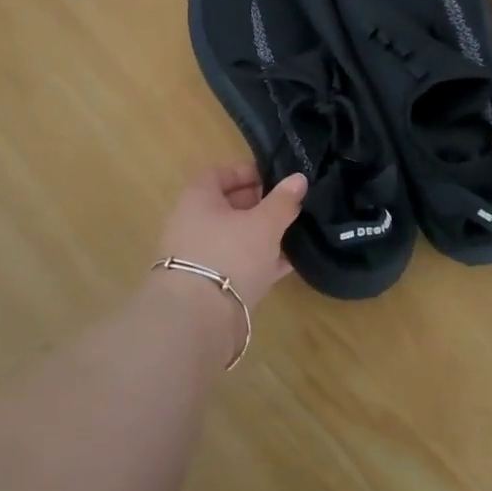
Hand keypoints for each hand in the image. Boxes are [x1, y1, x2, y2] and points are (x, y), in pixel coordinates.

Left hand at [155, 165, 307, 307]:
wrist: (199, 319)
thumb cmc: (229, 254)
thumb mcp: (264, 223)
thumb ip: (283, 200)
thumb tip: (298, 178)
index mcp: (198, 199)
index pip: (218, 174)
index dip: (245, 172)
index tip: (273, 176)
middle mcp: (192, 224)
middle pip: (227, 206)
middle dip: (258, 203)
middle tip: (288, 204)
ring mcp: (199, 257)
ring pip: (234, 237)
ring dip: (261, 234)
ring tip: (294, 231)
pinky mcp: (209, 287)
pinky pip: (238, 265)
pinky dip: (260, 261)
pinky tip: (287, 263)